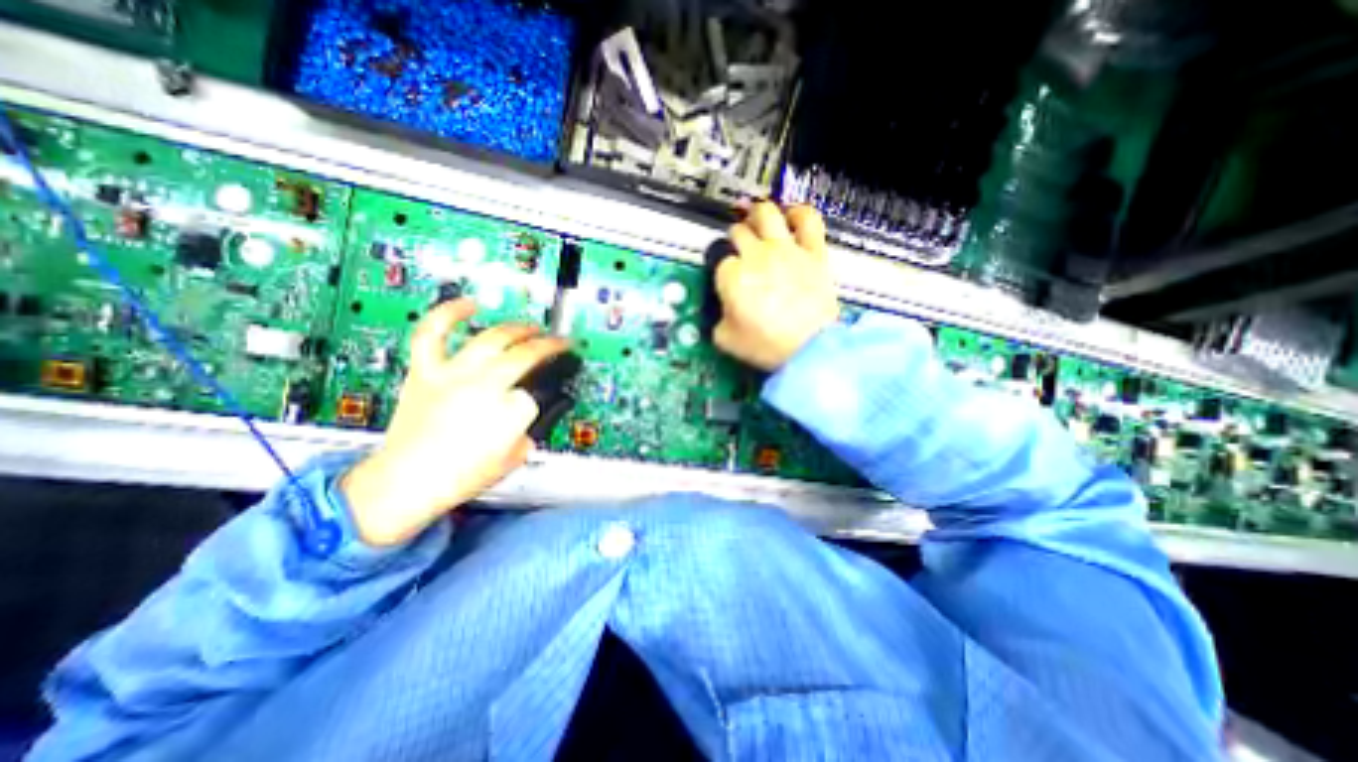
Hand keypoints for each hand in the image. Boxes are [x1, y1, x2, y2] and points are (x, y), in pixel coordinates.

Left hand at [345, 298, 571, 546]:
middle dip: (549, 346)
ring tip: (531, 326)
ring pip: (492, 338)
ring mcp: (453, 374)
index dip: (547, 392)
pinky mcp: (426, 371)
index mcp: (509, 411)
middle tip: (558, 343)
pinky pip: (434, 332)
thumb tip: (531, 409)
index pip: (540, 391)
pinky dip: (450, 313)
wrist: (405, 483)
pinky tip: (469, 303)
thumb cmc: (460, 477)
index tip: (549, 391)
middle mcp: (485, 385)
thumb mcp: (514, 457)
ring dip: (518, 329)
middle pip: (525, 355)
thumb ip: (529, 428)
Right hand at [712, 199, 837, 367]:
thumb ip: (717, 319)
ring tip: (756, 220)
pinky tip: (792, 216)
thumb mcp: (726, 340)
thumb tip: (722, 312)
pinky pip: (808, 220)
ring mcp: (786, 250)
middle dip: (735, 238)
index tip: (728, 280)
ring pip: (766, 213)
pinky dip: (799, 213)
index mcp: (732, 276)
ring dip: (757, 214)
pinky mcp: (813, 252)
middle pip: (739, 232)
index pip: (721, 262)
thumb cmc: (767, 346)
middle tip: (737, 246)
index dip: (723, 270)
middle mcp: (756, 256)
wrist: (809, 349)